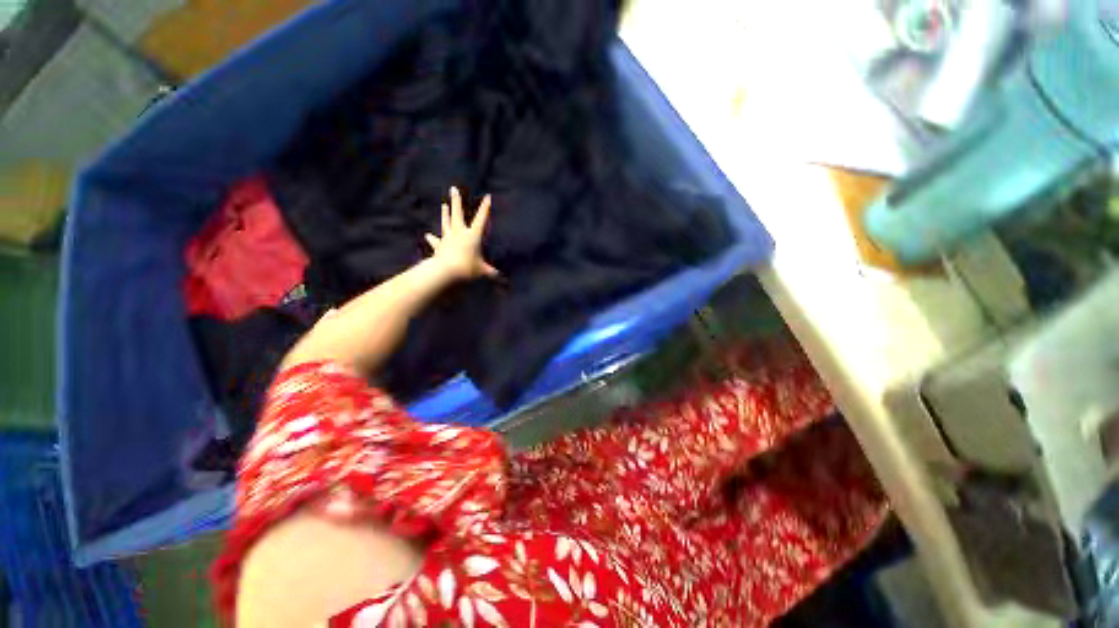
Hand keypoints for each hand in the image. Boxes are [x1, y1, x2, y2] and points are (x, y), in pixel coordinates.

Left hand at [425, 187, 500, 280]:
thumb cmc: (468, 269)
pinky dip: (432, 238)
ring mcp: (448, 238)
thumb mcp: (483, 271)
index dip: (485, 208)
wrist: (446, 272)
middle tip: (453, 189)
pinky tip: (428, 235)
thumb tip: (501, 277)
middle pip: (458, 214)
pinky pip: (435, 241)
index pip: (481, 219)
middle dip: (456, 201)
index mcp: (472, 236)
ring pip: (446, 223)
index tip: (487, 196)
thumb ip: (491, 272)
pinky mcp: (439, 246)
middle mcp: (459, 233)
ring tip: (443, 205)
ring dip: (445, 214)